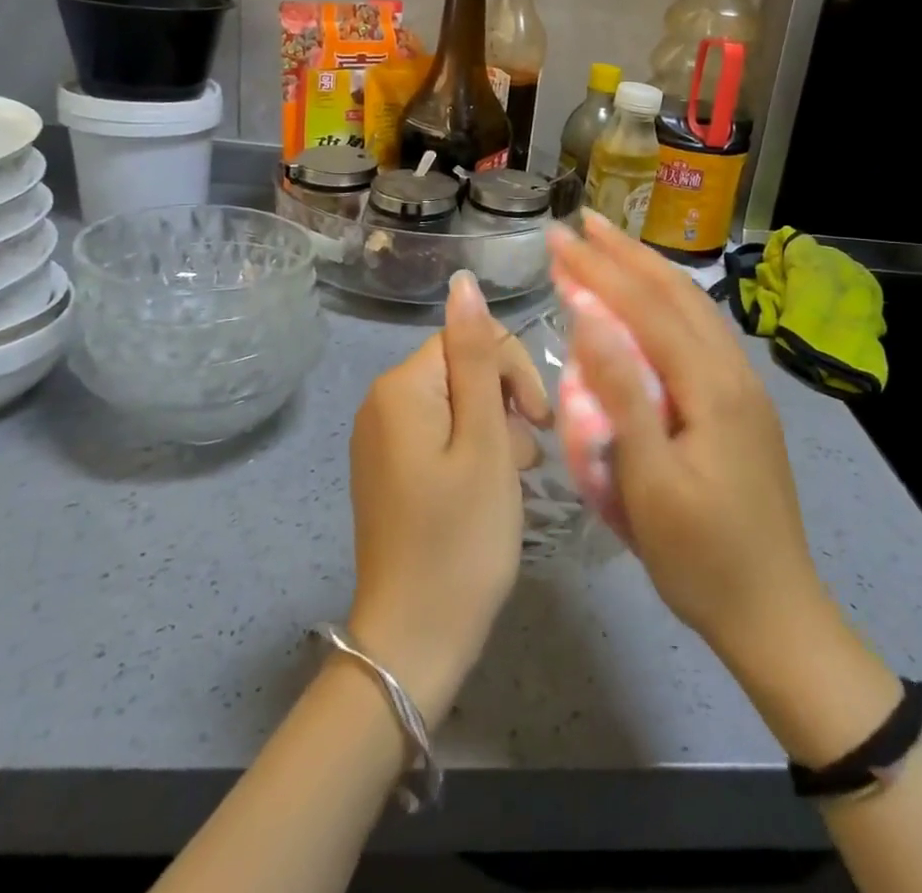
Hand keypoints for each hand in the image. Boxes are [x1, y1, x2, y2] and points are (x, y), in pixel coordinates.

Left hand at [346, 270, 547, 722]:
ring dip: (495, 428)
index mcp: (401, 387)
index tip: (539, 423)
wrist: (415, 641)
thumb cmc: (461, 538)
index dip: (513, 371)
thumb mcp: (484, 441)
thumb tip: (463, 281)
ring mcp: (382, 437)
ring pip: (457, 403)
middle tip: (528, 458)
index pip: (469, 338)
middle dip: (505, 401)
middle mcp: (382, 402)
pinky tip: (492, 487)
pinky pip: (440, 434)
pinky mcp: (390, 468)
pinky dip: (473, 450)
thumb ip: (479, 358)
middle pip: (462, 368)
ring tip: (516, 478)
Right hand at [547, 216, 833, 674]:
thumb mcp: (649, 482)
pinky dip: (668, 304)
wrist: (776, 614)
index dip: (600, 269)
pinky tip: (653, 306)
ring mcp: (745, 387)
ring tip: (612, 249)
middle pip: (677, 294)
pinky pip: (702, 334)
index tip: (559, 237)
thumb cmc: (701, 557)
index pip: (646, 308)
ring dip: (650, 272)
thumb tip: (591, 317)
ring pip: (695, 309)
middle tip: (583, 224)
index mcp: (711, 386)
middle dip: (626, 254)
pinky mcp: (744, 406)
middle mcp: (734, 372)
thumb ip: (623, 394)